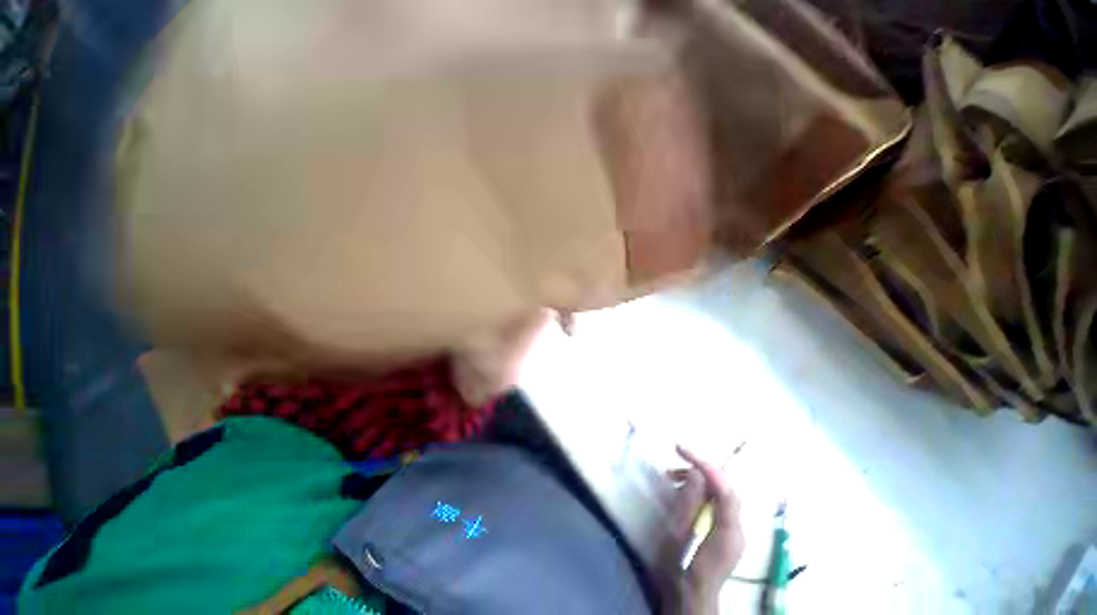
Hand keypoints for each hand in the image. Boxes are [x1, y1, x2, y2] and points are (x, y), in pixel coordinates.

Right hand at [668, 446, 744, 613]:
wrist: (689, 599)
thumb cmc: (680, 568)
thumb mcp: (679, 534)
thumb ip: (690, 502)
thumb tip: (697, 473)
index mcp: (729, 531)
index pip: (724, 488)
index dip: (704, 465)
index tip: (680, 449)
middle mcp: (737, 528)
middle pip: (724, 487)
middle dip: (700, 470)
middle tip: (675, 462)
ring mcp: (732, 530)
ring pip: (719, 493)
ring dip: (697, 480)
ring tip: (671, 477)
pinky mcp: (724, 532)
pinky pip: (715, 502)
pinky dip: (699, 491)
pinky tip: (681, 491)